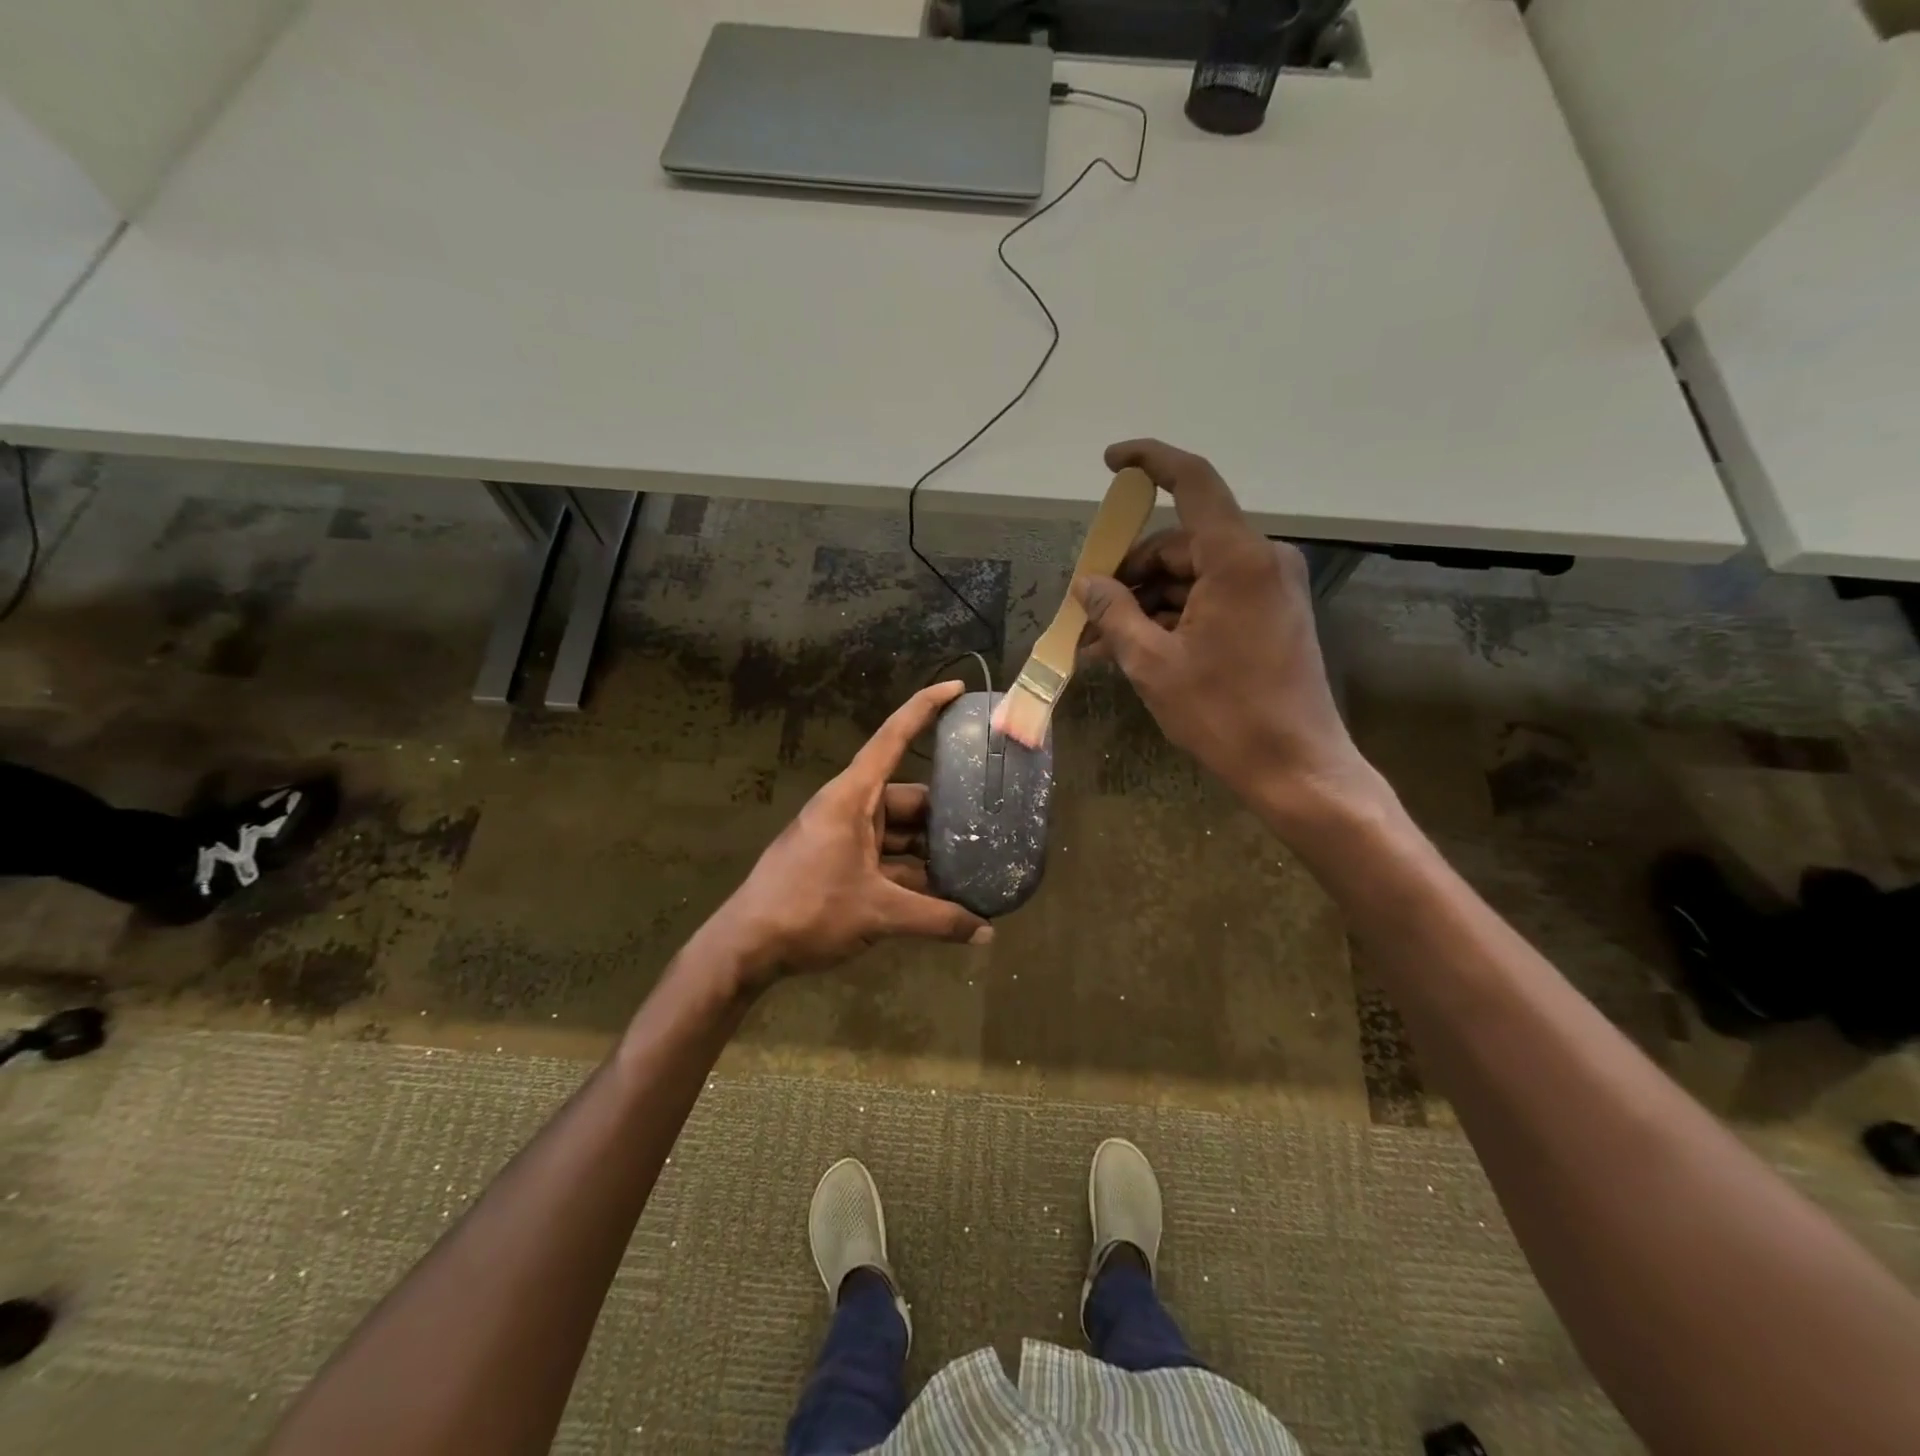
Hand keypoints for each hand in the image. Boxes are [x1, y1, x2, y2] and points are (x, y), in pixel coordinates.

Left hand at [713, 681, 991, 985]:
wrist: (746, 947)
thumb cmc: (808, 910)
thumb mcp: (878, 913)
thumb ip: (936, 919)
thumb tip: (988, 933)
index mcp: (853, 797)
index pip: (893, 738)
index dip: (925, 708)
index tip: (958, 688)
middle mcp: (850, 808)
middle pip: (908, 798)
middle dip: (946, 813)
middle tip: (992, 823)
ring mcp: (844, 836)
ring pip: (900, 833)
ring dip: (931, 851)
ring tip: (976, 863)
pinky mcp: (840, 863)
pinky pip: (886, 857)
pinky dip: (911, 872)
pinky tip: (943, 892)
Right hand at [1078, 439, 1383, 821]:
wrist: (1296, 767)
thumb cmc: (1223, 714)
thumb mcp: (1153, 664)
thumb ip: (1114, 613)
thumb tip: (1087, 583)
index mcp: (1237, 559)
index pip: (1193, 481)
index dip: (1150, 461)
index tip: (1111, 462)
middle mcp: (1261, 560)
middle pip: (1180, 544)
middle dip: (1128, 573)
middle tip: (1085, 611)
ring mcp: (1270, 588)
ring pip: (1192, 576)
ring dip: (1145, 603)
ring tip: (1100, 642)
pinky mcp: (1272, 614)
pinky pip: (1211, 598)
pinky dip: (1173, 617)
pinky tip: (1135, 648)